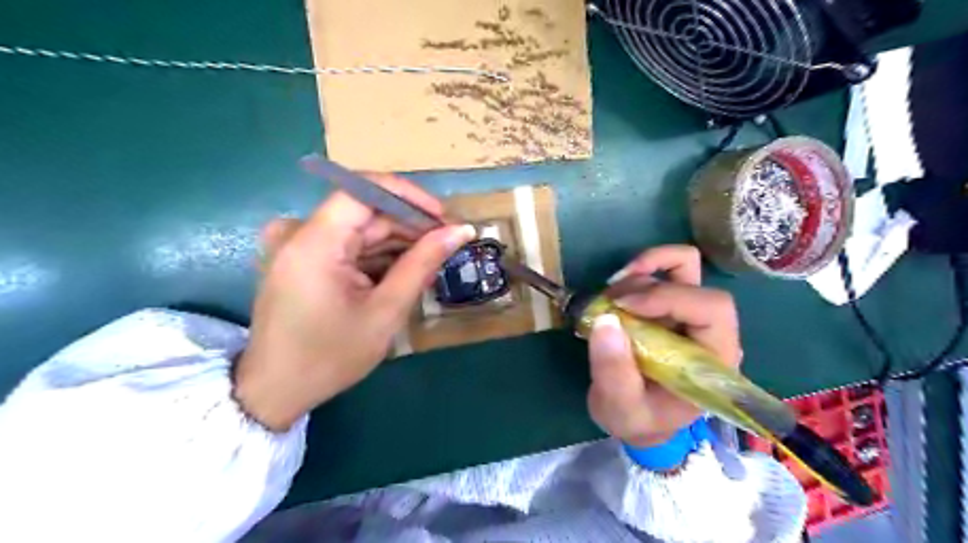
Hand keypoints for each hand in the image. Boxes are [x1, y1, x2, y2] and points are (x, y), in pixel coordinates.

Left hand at [235, 172, 475, 429]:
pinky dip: (377, 255)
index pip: (365, 190)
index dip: (409, 196)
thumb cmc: (330, 356)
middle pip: (365, 211)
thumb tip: (461, 230)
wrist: (276, 390)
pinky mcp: (300, 257)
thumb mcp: (385, 311)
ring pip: (360, 228)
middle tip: (447, 245)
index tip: (443, 217)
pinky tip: (403, 272)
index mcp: (314, 242)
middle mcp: (299, 232)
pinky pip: (347, 244)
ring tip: (432, 262)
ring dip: (397, 242)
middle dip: (409, 226)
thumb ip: (423, 263)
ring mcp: (297, 243)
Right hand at [581, 247, 741, 446]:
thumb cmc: (639, 420)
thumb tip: (605, 320)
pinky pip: (665, 270)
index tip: (623, 306)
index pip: (712, 309)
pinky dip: (639, 270)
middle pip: (694, 281)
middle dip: (647, 284)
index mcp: (713, 359)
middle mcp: (710, 330)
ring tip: (608, 298)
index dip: (668, 297)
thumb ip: (614, 372)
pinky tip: (617, 290)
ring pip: (682, 265)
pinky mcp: (671, 306)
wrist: (640, 420)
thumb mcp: (621, 408)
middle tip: (608, 302)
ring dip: (641, 272)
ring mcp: (691, 314)